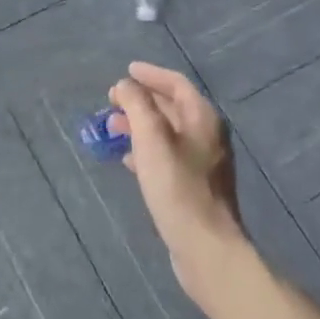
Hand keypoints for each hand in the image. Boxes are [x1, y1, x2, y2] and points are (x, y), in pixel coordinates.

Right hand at [109, 62, 248, 303]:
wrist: (206, 247)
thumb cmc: (177, 187)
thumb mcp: (151, 139)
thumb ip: (137, 105)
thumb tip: (125, 85)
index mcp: (203, 118)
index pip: (176, 84)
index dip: (150, 75)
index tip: (126, 71)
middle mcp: (207, 135)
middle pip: (172, 107)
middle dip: (141, 101)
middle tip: (112, 102)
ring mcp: (203, 162)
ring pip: (167, 133)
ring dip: (140, 126)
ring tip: (112, 129)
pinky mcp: (195, 186)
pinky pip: (167, 156)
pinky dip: (146, 150)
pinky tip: (128, 160)